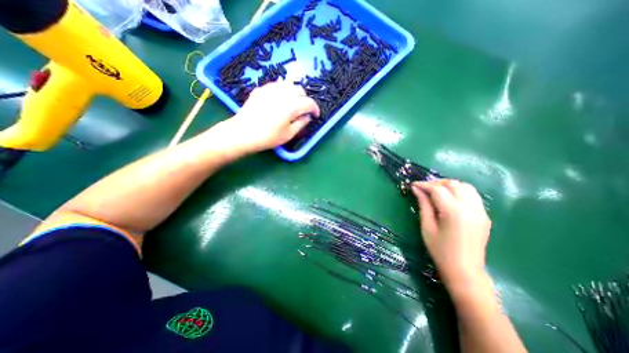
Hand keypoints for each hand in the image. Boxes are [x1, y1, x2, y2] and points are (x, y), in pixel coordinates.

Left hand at [221, 82, 319, 153]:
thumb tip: (307, 116)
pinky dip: (283, 91)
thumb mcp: (288, 135)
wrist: (243, 133)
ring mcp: (270, 89)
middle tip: (304, 110)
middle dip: (305, 99)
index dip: (315, 108)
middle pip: (300, 89)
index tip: (315, 115)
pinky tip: (280, 100)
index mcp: (291, 105)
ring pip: (288, 84)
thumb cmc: (268, 137)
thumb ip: (301, 123)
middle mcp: (282, 93)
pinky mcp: (261, 89)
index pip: (309, 102)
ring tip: (293, 103)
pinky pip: (276, 85)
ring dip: (295, 93)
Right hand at [411, 180, 493, 286]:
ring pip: (465, 186)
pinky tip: (449, 199)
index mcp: (454, 212)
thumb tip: (416, 189)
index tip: (413, 185)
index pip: (438, 189)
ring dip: (449, 185)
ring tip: (436, 191)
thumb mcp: (427, 226)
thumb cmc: (440, 250)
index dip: (424, 185)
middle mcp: (470, 207)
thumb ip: (423, 204)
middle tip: (423, 188)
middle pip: (453, 184)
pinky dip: (459, 191)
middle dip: (436, 183)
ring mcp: (481, 211)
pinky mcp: (484, 215)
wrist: (464, 271)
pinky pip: (472, 195)